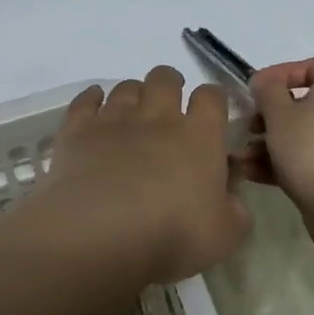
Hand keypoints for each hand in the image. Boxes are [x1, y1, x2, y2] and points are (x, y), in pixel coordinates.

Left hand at [35, 66, 249, 282]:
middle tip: (169, 105)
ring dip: (133, 94)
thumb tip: (230, 190)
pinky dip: (92, 97)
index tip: (211, 113)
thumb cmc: (171, 235)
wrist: (100, 233)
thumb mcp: (224, 235)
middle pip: (165, 79)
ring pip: (126, 87)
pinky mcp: (78, 130)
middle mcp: (157, 117)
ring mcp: (114, 119)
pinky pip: (86, 100)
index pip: (211, 97)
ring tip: (132, 113)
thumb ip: (235, 209)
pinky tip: (94, 103)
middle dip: (170, 84)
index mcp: (199, 136)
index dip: (213, 99)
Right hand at [238, 57, 313, 223]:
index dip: (285, 71)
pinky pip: (307, 159)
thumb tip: (265, 81)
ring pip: (301, 135)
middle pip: (304, 103)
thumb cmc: (308, 149)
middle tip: (249, 126)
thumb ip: (267, 91)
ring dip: (269, 142)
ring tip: (243, 158)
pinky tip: (254, 174)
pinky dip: (282, 163)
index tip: (259, 87)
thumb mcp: (278, 114)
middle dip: (270, 114)